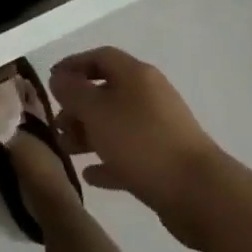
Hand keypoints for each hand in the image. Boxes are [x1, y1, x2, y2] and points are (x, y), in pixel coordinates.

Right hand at [51, 47, 220, 237]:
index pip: (100, 57)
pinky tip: (90, 176)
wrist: (200, 194)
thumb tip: (59, 79)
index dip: (73, 65)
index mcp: (135, 74)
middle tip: (57, 126)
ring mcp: (160, 128)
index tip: (51, 82)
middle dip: (78, 107)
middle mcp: (149, 95)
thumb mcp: (97, 112)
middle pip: (106, 92)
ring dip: (89, 135)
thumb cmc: (142, 142)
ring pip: (116, 124)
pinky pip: (129, 153)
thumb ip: (73, 92)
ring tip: (67, 151)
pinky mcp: (165, 161)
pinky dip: (109, 161)